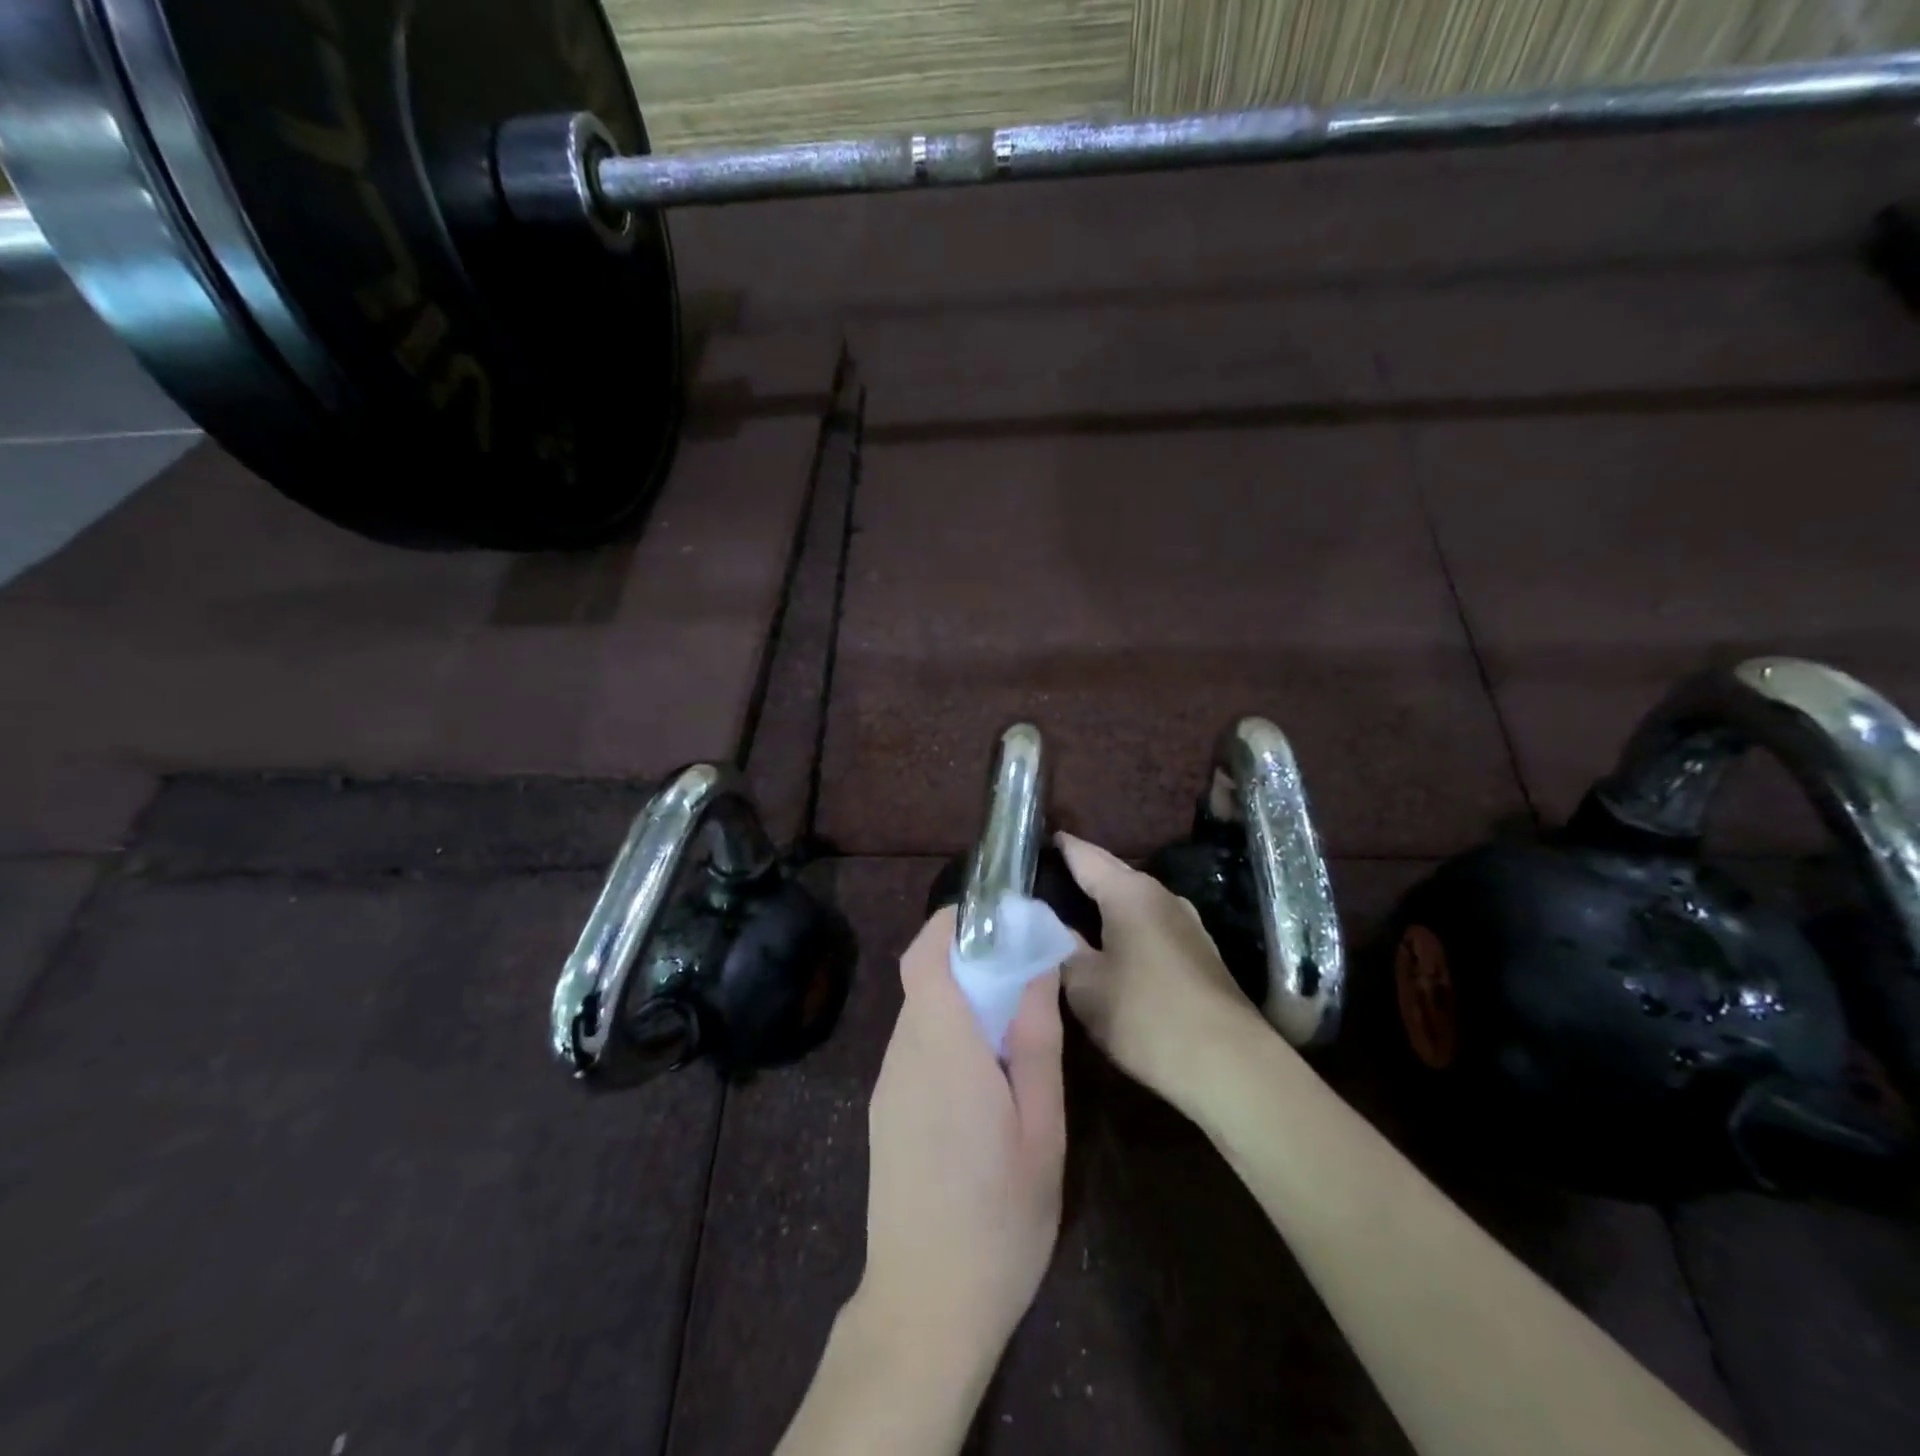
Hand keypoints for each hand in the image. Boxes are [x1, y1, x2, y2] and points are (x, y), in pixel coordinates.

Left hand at [855, 905, 1066, 1380]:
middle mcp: (903, 1053)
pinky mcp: (886, 1108)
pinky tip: (984, 1072)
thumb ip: (1035, 1040)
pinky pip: (916, 1045)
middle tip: (1024, 971)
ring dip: (961, 996)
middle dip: (969, 957)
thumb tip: (1036, 966)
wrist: (925, 1307)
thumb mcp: (1041, 1128)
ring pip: (921, 1010)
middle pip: (924, 976)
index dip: (954, 922)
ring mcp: (888, 1082)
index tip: (999, 917)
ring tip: (1012, 1022)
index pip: (926, 953)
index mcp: (942, 1047)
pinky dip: (948, 1031)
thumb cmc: (999, 1219)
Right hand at [1057, 832, 1269, 1104]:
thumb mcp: (1086, 985)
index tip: (1032, 841)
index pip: (1084, 855)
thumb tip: (1045, 921)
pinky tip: (1110, 943)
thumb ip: (1060, 945)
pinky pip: (1149, 923)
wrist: (1230, 1065)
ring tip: (1069, 911)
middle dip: (1079, 873)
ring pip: (1132, 899)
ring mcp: (1186, 922)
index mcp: (1129, 892)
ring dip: (1103, 901)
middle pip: (1111, 873)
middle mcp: (1161, 895)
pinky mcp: (1198, 950)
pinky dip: (1124, 924)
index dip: (1058, 847)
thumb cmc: (1146, 1017)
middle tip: (1041, 878)